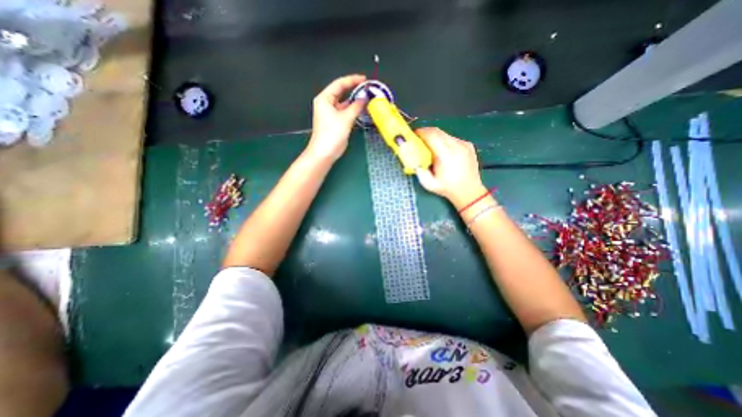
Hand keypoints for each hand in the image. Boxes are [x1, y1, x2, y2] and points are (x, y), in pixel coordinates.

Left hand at [304, 74, 367, 160]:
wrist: (325, 152)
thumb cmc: (331, 134)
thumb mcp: (345, 118)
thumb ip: (356, 106)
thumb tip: (364, 98)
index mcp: (324, 99)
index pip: (339, 84)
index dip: (352, 80)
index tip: (364, 79)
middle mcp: (327, 104)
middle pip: (342, 92)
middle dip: (354, 90)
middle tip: (367, 89)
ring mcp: (331, 113)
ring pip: (345, 103)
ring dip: (355, 101)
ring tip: (367, 99)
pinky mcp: (336, 122)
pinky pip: (346, 112)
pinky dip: (354, 110)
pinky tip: (362, 110)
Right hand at [412, 127, 487, 208]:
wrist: (469, 192)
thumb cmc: (447, 189)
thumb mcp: (428, 184)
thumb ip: (418, 170)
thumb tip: (412, 158)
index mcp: (445, 156)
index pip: (431, 135)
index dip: (420, 132)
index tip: (413, 135)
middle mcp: (456, 147)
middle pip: (437, 131)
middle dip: (426, 132)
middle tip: (418, 139)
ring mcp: (464, 145)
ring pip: (445, 134)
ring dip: (435, 137)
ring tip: (430, 147)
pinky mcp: (468, 145)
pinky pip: (452, 139)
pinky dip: (444, 141)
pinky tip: (443, 151)